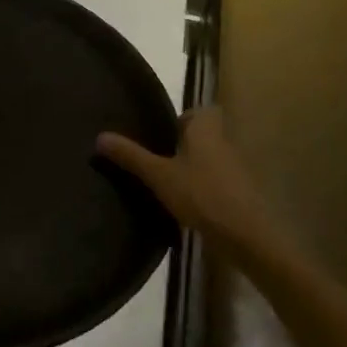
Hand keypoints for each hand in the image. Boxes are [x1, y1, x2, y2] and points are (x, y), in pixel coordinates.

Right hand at [97, 106, 277, 247]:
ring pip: (210, 160)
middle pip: (203, 136)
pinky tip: (185, 205)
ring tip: (165, 182)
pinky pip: (216, 182)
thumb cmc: (201, 194)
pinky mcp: (240, 194)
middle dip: (183, 144)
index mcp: (206, 130)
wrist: (247, 236)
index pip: (199, 111)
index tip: (161, 132)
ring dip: (192, 168)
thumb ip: (130, 156)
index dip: (183, 118)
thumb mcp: (158, 175)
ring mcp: (235, 170)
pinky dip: (202, 188)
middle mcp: (224, 143)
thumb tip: (100, 136)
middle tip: (155, 157)